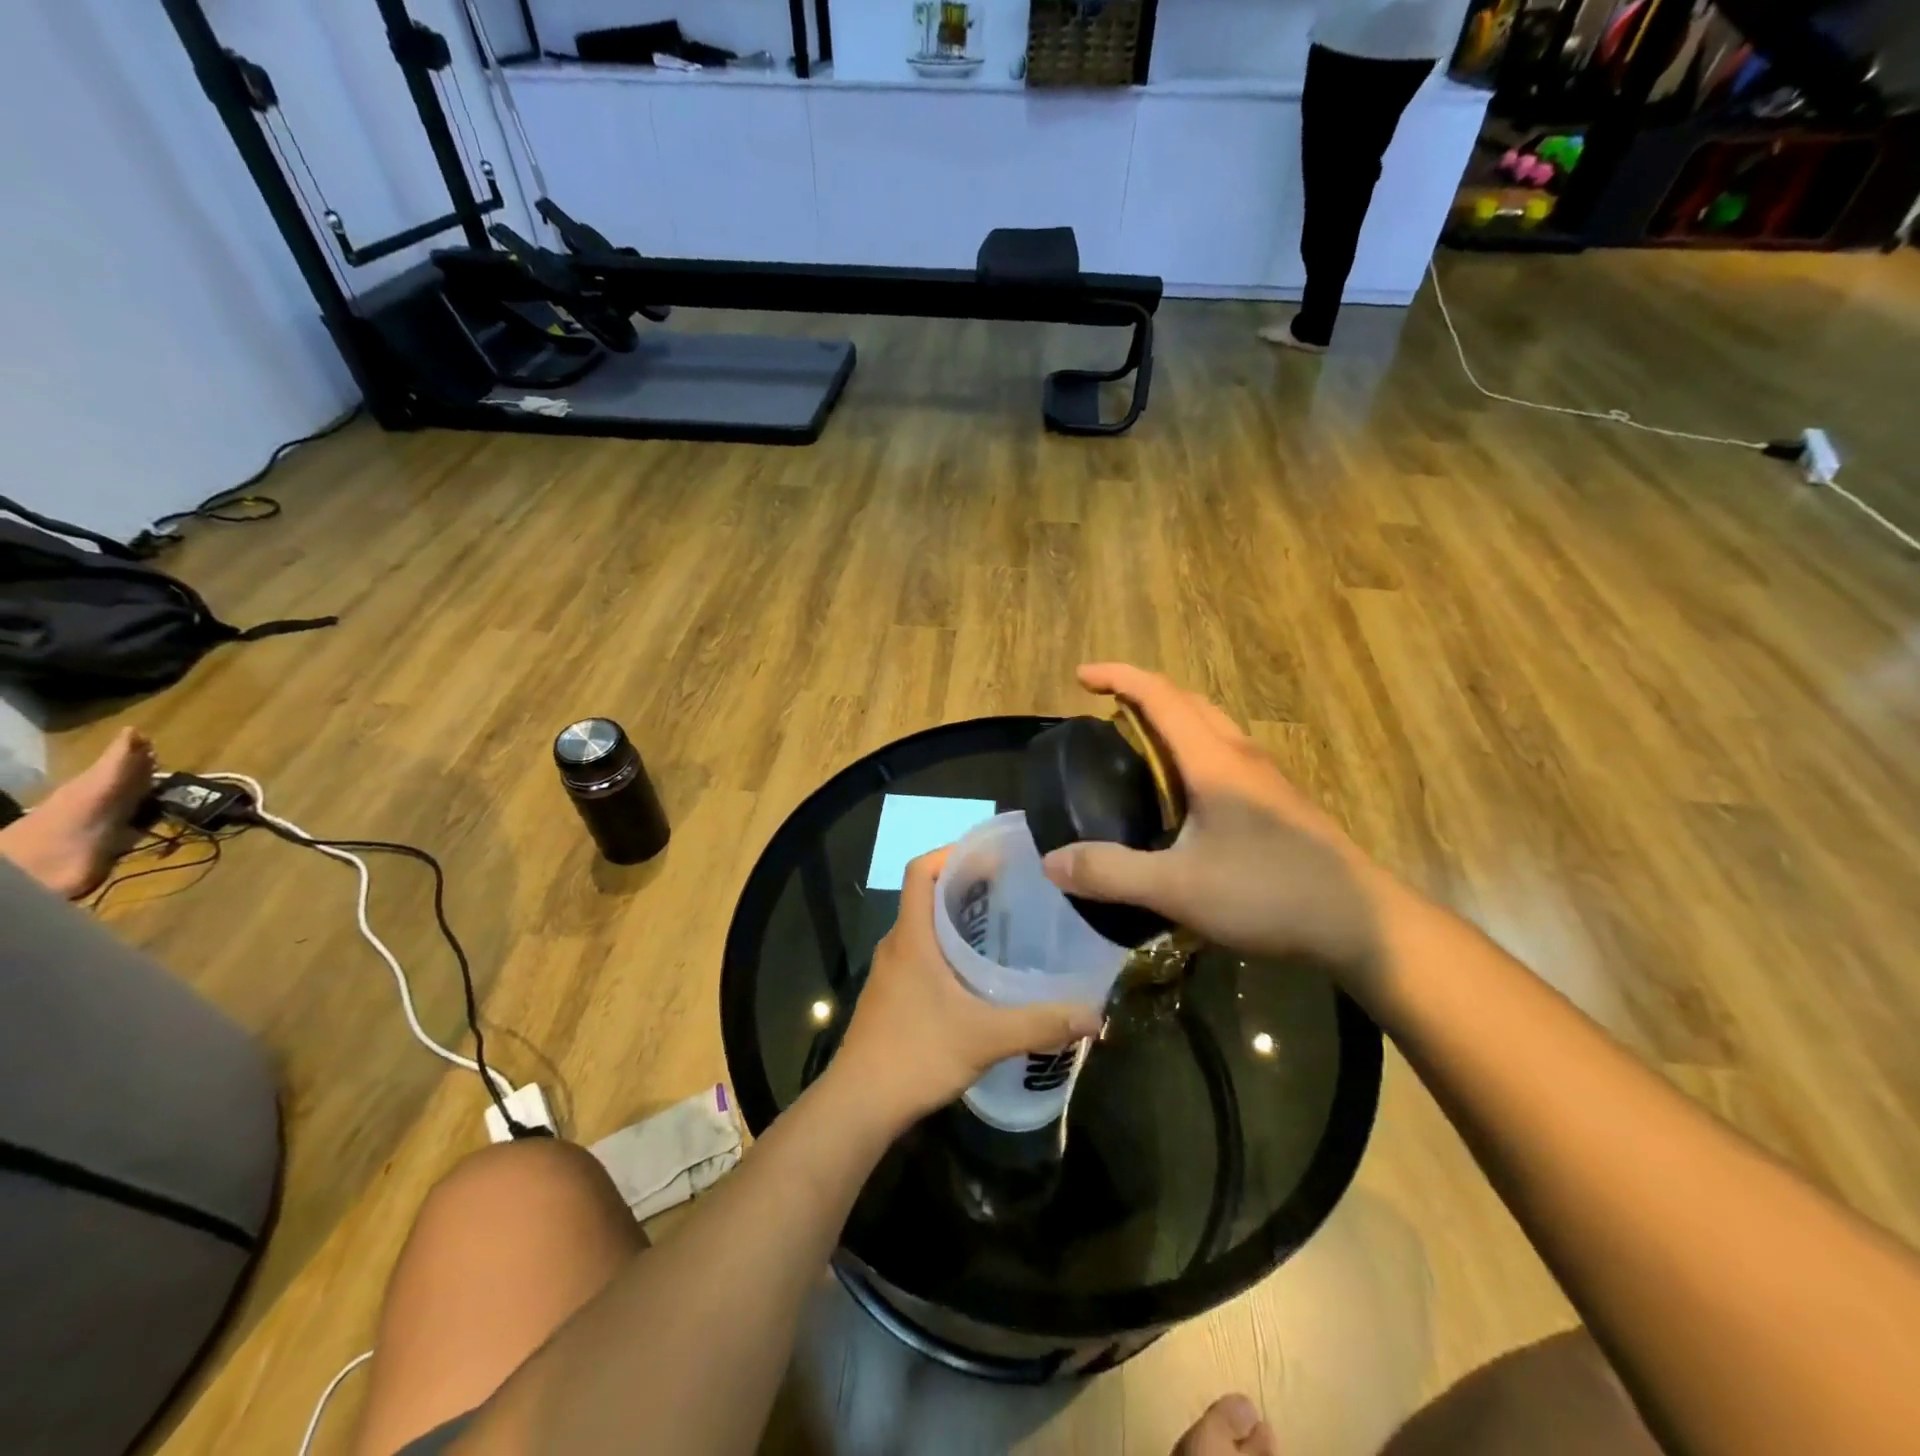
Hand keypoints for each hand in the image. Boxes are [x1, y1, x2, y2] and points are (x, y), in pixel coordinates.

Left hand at [832, 849, 1103, 1124]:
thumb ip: (1040, 1024)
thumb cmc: (916, 1055)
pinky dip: (947, 951)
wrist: (859, 1106)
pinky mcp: (891, 997)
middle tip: (1011, 890)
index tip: (990, 856)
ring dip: (957, 920)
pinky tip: (978, 976)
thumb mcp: (985, 1037)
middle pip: (926, 896)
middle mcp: (896, 945)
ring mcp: (890, 973)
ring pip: (924, 928)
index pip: (921, 870)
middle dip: (966, 886)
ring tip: (1002, 927)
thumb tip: (1094, 1016)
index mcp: (911, 936)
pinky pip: (921, 956)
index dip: (951, 853)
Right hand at [1042, 663, 1388, 977]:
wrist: (1361, 924)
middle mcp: (1241, 757)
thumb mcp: (1179, 888)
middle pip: (1189, 702)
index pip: (1160, 697)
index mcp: (1214, 761)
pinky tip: (1186, 796)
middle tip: (1107, 712)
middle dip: (1144, 694)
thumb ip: (1111, 873)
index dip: (1119, 678)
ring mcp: (1267, 779)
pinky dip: (1193, 751)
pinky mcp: (1281, 803)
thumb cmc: (1268, 894)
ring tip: (1140, 749)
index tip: (1081, 677)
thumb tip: (1052, 861)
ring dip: (1173, 720)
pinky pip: (1226, 755)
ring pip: (1212, 727)